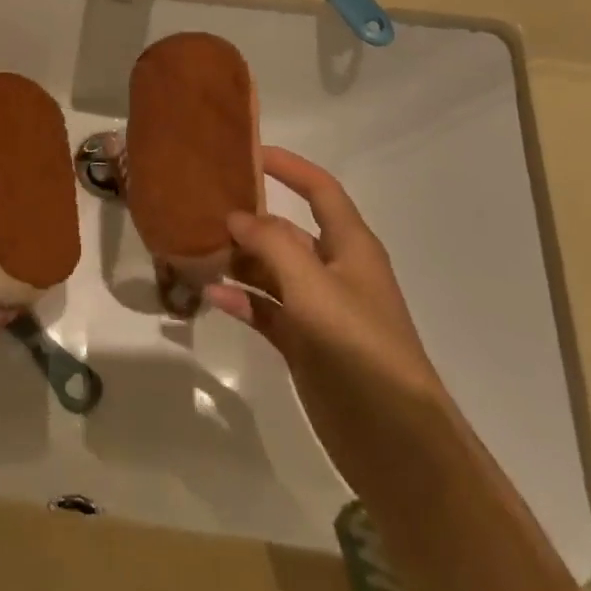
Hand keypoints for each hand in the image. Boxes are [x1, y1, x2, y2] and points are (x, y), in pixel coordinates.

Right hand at [205, 147, 449, 475]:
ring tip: (195, 249)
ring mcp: (318, 309)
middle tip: (202, 206)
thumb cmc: (359, 347)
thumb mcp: (314, 286)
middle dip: (250, 218)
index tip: (248, 151)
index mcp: (350, 246)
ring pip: (271, 271)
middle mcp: (334, 270)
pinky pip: (265, 309)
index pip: (320, 190)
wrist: (394, 439)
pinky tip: (211, 294)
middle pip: (287, 231)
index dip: (289, 167)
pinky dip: (241, 300)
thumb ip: (272, 244)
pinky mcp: (304, 343)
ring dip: (238, 261)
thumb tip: (237, 216)